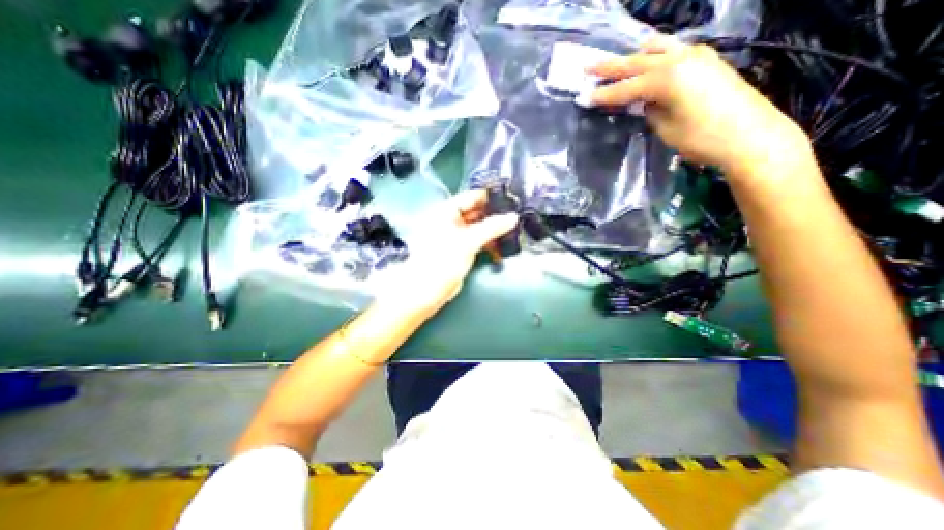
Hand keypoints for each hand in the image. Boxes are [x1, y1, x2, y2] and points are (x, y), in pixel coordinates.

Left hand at [377, 190, 518, 318]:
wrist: (429, 288)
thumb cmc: (442, 260)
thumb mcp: (469, 241)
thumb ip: (492, 227)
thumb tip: (512, 217)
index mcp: (445, 212)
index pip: (470, 197)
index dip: (489, 197)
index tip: (509, 198)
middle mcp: (449, 221)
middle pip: (475, 212)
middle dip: (494, 214)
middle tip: (514, 214)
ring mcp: (455, 236)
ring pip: (478, 227)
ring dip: (493, 229)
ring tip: (512, 229)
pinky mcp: (460, 250)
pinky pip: (477, 240)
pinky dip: (488, 241)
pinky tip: (501, 245)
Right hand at [589, 37, 811, 178]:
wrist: (751, 137)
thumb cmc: (703, 139)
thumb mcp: (666, 129)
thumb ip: (651, 110)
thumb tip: (644, 102)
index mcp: (667, 78)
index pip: (626, 88)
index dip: (603, 95)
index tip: (583, 97)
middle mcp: (681, 59)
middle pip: (637, 62)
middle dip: (611, 66)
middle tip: (588, 67)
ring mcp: (698, 56)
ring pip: (658, 49)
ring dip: (634, 56)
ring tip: (618, 61)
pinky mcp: (708, 61)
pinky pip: (674, 51)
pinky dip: (656, 55)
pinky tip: (649, 61)